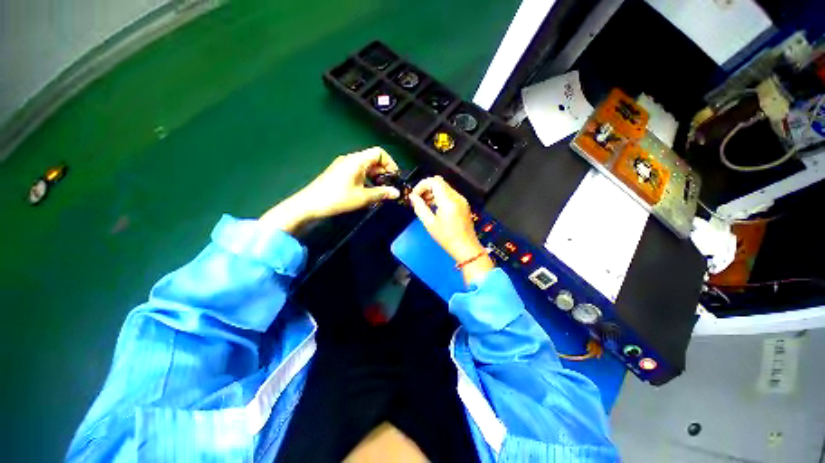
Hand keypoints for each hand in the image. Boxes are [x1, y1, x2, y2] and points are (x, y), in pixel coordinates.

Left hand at [261, 147, 399, 232]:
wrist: (310, 204)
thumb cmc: (336, 199)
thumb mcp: (362, 198)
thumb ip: (381, 193)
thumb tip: (396, 193)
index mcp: (357, 160)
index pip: (379, 153)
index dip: (390, 163)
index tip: (394, 177)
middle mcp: (350, 159)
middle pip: (372, 159)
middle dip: (383, 172)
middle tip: (388, 187)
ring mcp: (342, 165)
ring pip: (364, 166)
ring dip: (373, 176)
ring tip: (377, 192)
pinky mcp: (337, 172)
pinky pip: (355, 170)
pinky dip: (364, 178)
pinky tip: (364, 192)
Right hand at [409, 176, 493, 282]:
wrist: (466, 248)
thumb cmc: (447, 238)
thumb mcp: (430, 224)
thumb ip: (420, 207)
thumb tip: (413, 197)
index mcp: (448, 200)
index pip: (434, 181)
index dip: (422, 185)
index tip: (415, 196)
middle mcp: (456, 196)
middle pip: (439, 182)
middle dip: (426, 188)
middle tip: (419, 200)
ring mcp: (461, 199)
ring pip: (444, 187)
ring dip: (433, 192)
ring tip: (425, 205)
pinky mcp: (463, 204)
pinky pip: (449, 194)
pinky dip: (440, 197)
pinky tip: (435, 208)